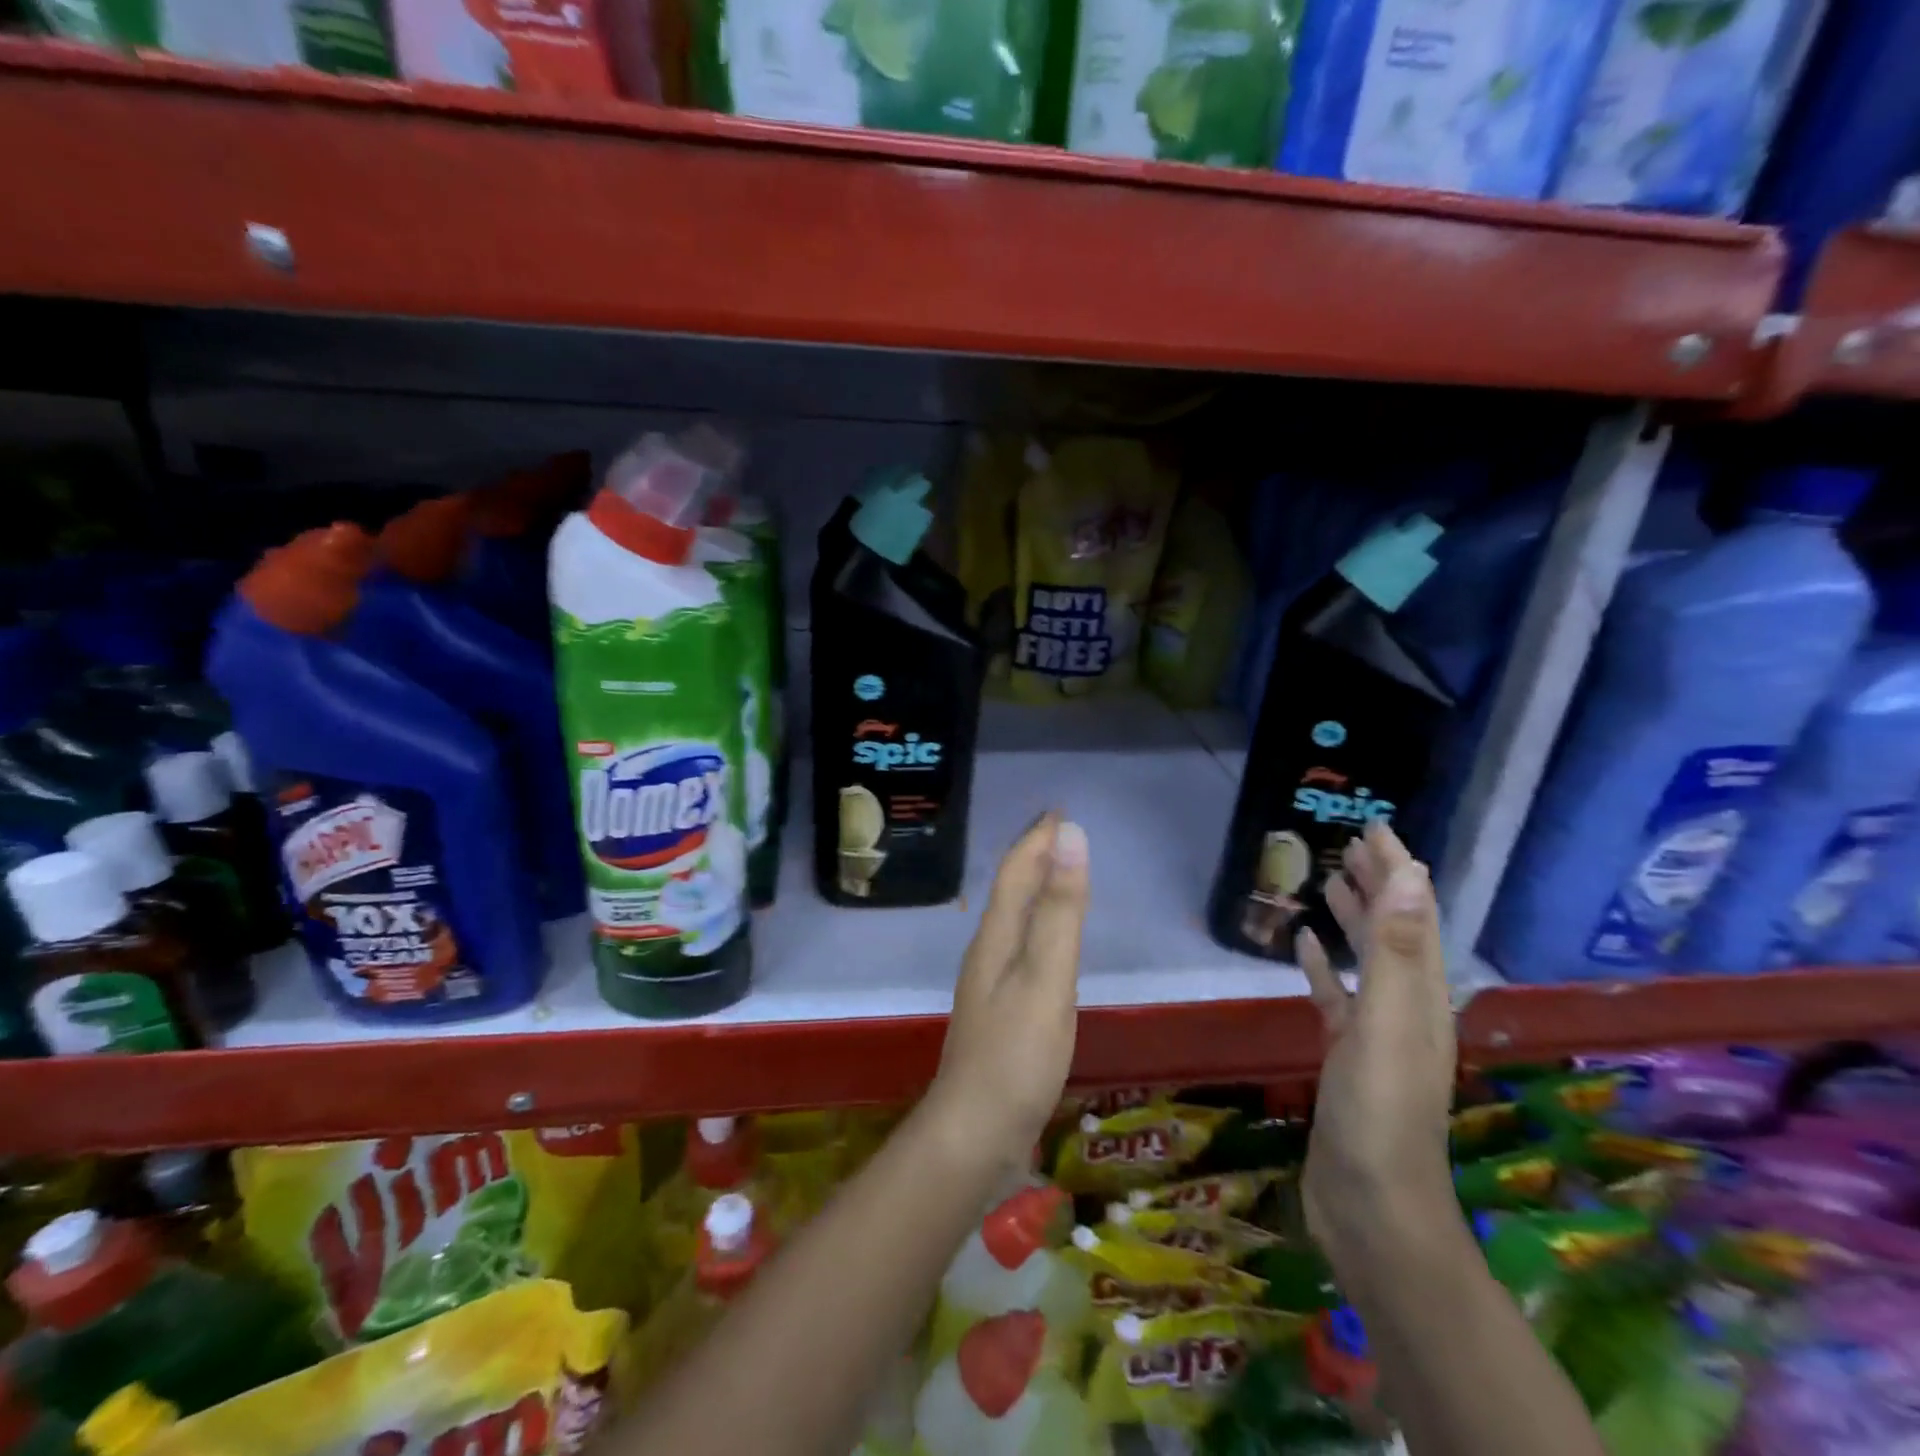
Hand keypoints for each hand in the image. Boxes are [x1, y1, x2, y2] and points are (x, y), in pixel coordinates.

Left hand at [926, 812, 1089, 1175]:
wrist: (974, 1133)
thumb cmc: (1015, 1055)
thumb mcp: (1046, 977)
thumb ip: (1060, 910)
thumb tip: (1070, 836)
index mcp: (996, 937)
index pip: (1016, 872)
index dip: (1037, 839)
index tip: (1059, 811)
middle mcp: (987, 952)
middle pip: (1011, 891)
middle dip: (1034, 856)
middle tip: (1060, 833)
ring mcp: (990, 984)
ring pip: (1014, 918)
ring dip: (1034, 889)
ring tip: (1057, 874)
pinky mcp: (1000, 1012)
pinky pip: (1021, 947)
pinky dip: (1037, 926)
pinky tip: (1047, 943)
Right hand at [1297, 822, 1457, 1268]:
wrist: (1371, 1208)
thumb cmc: (1378, 1112)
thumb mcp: (1386, 1024)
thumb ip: (1395, 950)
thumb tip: (1412, 874)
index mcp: (1421, 995)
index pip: (1413, 914)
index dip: (1397, 868)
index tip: (1374, 826)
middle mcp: (1405, 1006)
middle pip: (1393, 930)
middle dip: (1377, 883)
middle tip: (1349, 842)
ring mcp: (1375, 1032)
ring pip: (1366, 959)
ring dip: (1352, 918)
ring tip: (1328, 880)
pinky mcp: (1346, 1054)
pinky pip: (1335, 995)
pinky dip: (1323, 966)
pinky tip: (1303, 947)